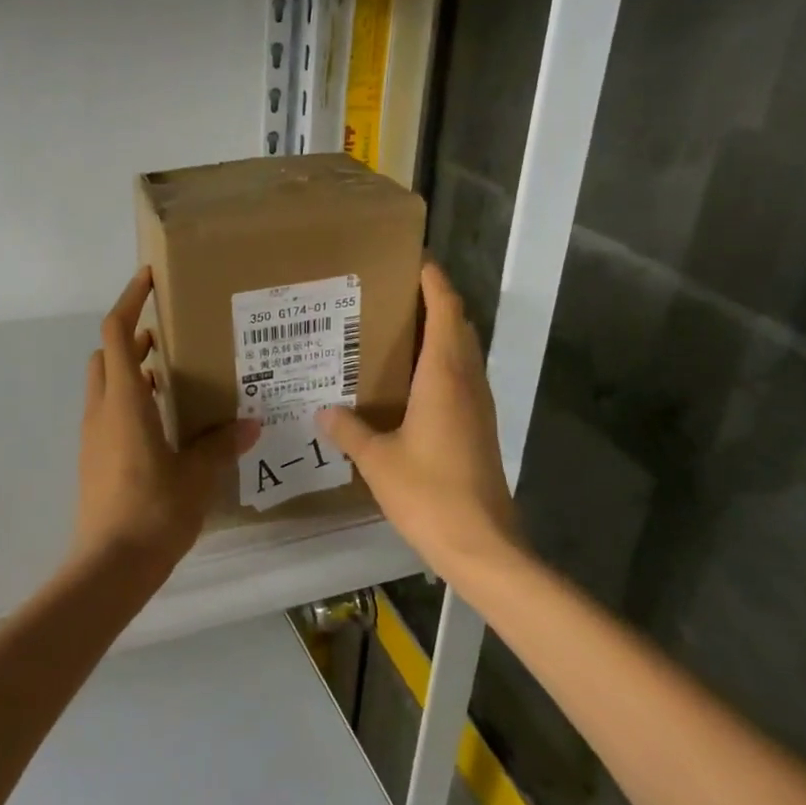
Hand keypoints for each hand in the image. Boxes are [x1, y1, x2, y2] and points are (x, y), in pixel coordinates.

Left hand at [72, 268, 257, 578]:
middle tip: (168, 334)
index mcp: (124, 402)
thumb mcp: (196, 475)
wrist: (110, 566)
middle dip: (131, 336)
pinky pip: (109, 412)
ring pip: (106, 384)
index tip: (149, 279)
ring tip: (172, 374)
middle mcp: (102, 411)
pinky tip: (163, 422)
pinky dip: (130, 401)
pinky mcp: (94, 458)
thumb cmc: (153, 511)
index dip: (129, 300)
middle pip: (106, 354)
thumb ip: (219, 445)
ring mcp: (93, 436)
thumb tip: (249, 424)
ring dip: (131, 370)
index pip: (116, 333)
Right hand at [317, 261, 521, 574]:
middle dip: (435, 302)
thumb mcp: (377, 460)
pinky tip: (412, 382)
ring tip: (398, 330)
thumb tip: (324, 410)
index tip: (416, 261)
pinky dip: (442, 363)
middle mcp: (467, 382)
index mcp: (444, 377)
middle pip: (459, 327)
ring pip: (463, 353)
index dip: (435, 283)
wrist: (481, 543)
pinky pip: (462, 378)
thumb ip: (349, 430)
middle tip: (394, 295)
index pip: (446, 312)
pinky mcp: (480, 428)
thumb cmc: (429, 493)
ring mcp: (479, 406)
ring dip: (441, 333)